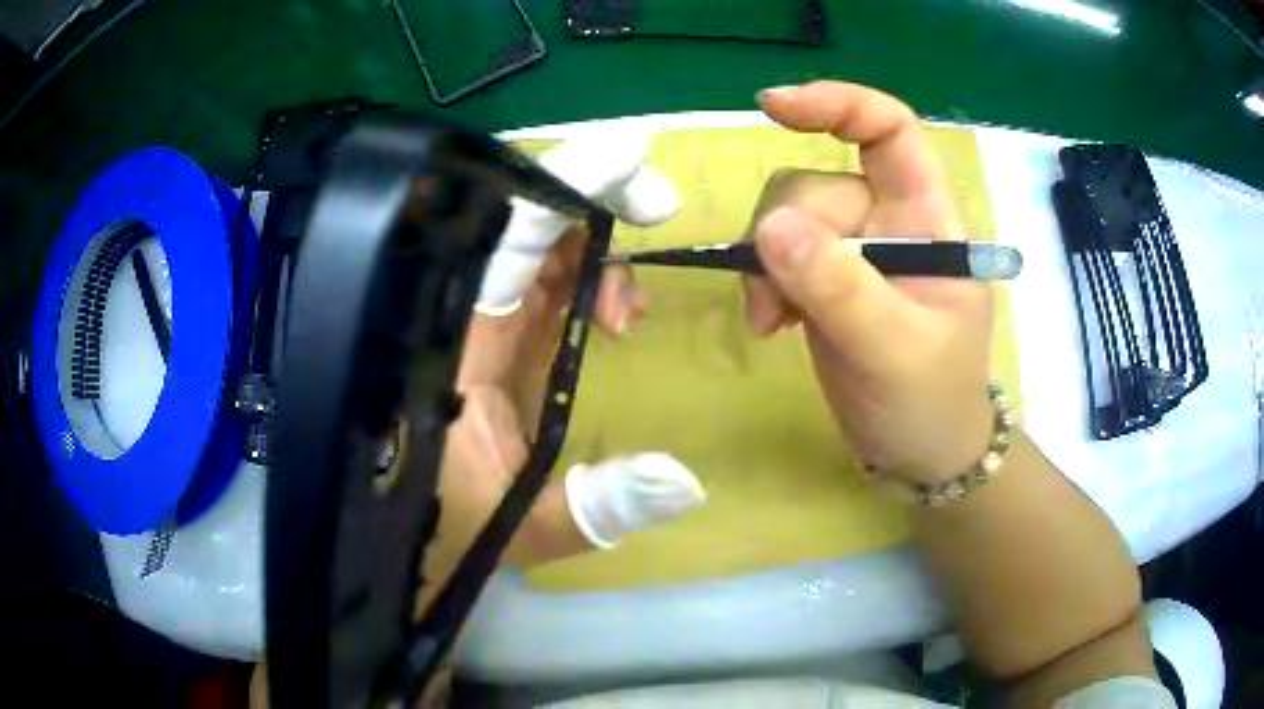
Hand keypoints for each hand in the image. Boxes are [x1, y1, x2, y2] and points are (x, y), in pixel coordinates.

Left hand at [435, 132, 705, 571]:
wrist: (396, 550)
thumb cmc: (440, 538)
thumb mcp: (520, 529)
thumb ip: (598, 506)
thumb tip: (687, 480)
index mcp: (451, 351)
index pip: (502, 245)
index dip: (562, 191)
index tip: (628, 165)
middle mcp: (457, 323)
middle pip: (519, 229)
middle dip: (591, 202)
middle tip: (657, 205)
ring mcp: (474, 330)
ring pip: (533, 253)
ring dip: (593, 249)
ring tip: (630, 306)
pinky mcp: (490, 344)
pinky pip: (538, 287)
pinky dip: (582, 280)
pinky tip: (613, 314)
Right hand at [743, 82, 994, 484]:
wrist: (919, 456)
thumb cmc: (931, 402)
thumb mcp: (894, 349)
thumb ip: (839, 287)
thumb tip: (771, 226)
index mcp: (930, 220)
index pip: (890, 130)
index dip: (838, 105)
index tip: (773, 107)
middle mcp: (891, 222)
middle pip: (820, 185)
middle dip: (789, 233)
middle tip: (781, 299)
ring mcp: (855, 252)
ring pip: (789, 219)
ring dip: (768, 265)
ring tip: (772, 320)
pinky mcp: (825, 282)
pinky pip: (777, 257)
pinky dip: (763, 284)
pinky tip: (769, 324)